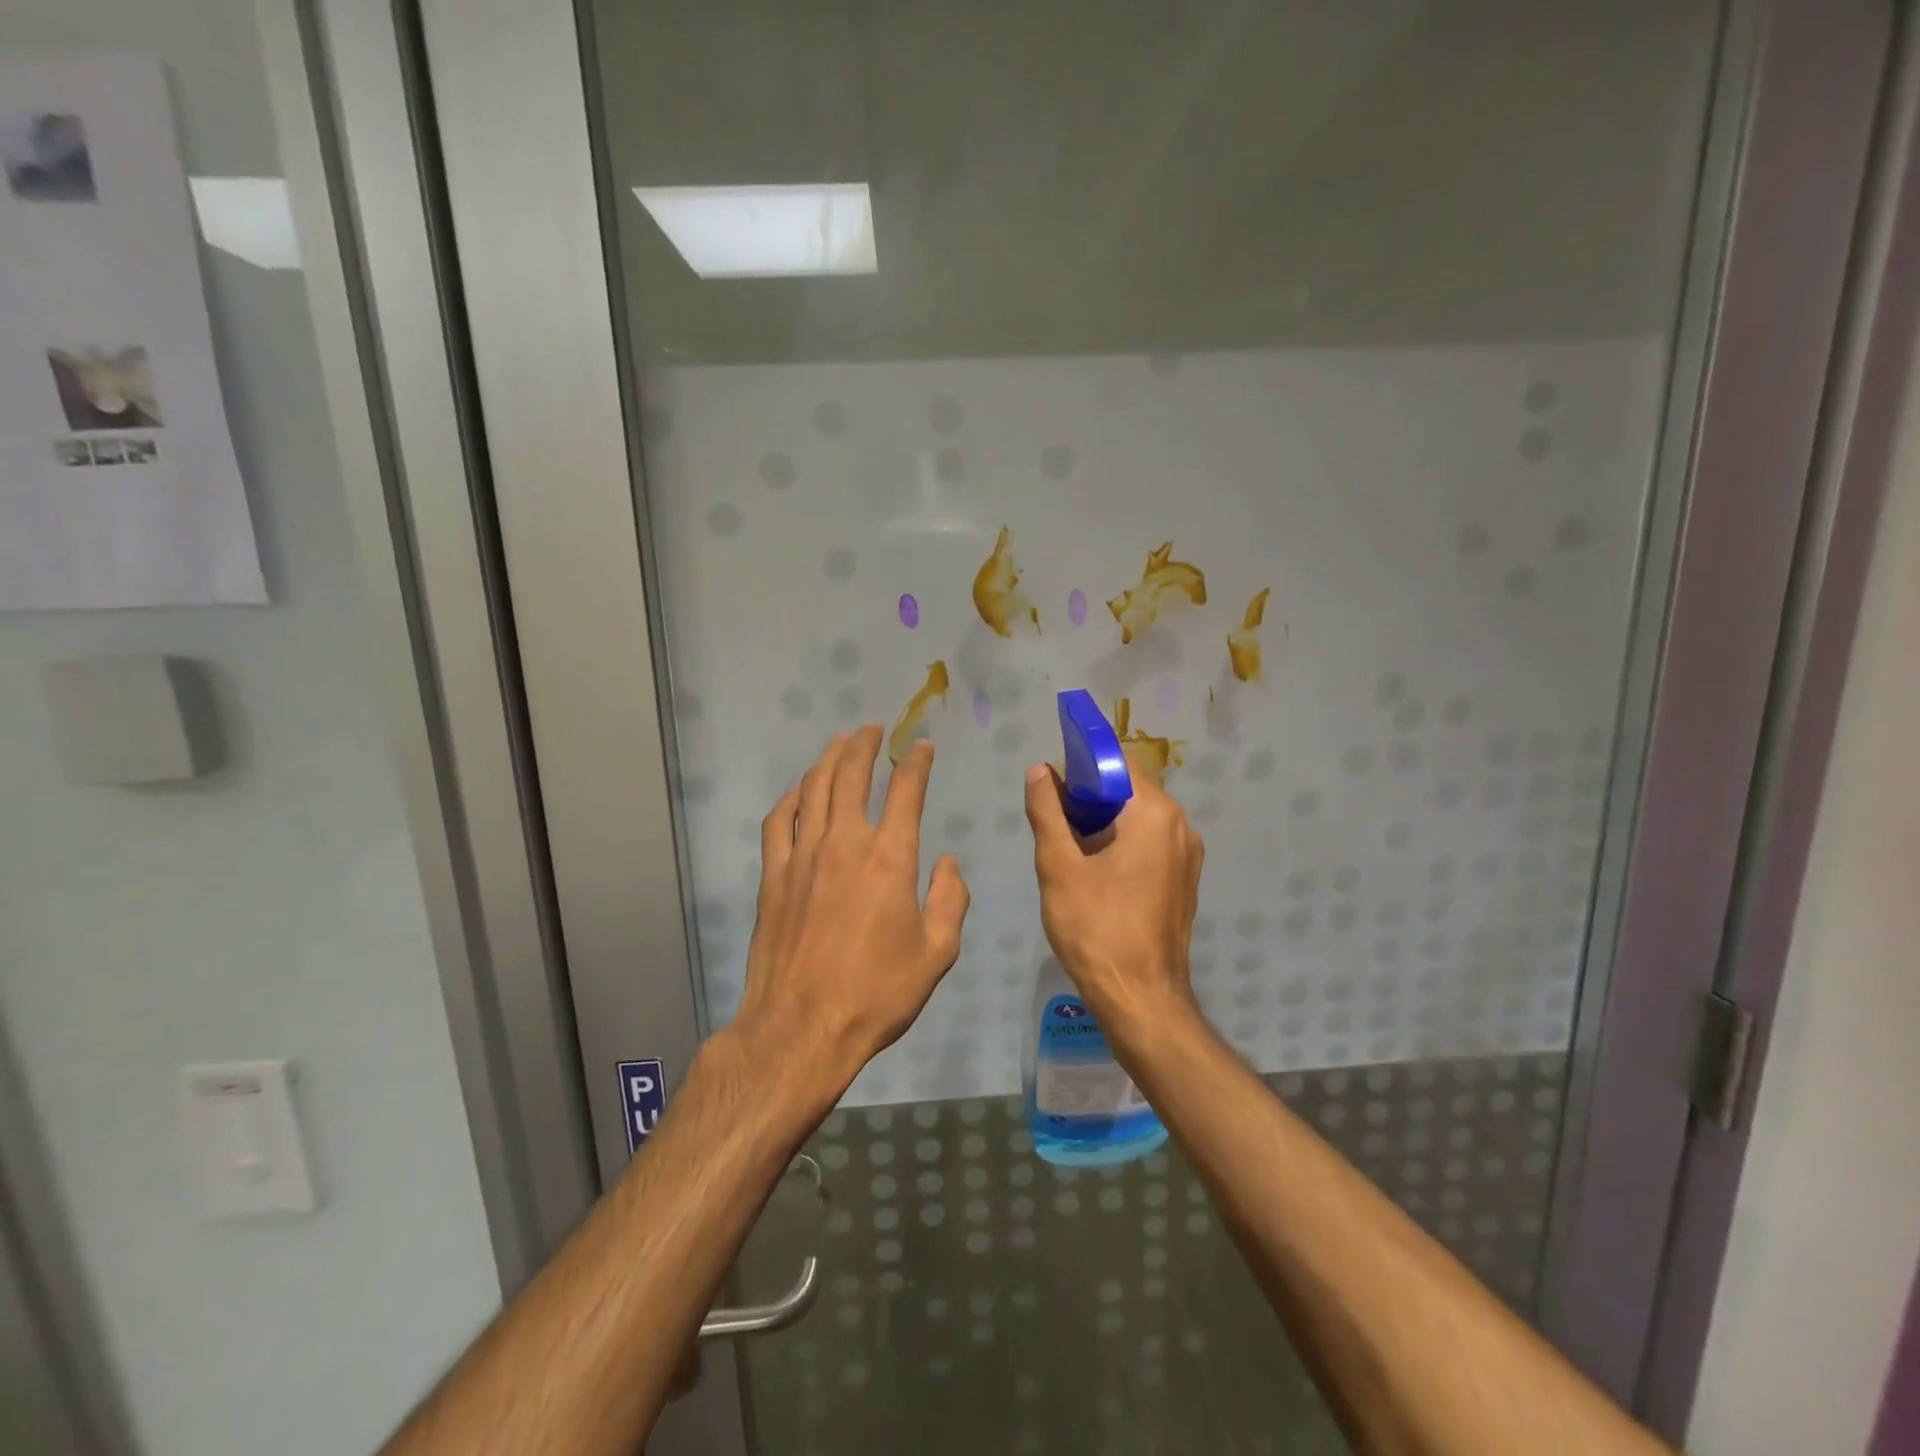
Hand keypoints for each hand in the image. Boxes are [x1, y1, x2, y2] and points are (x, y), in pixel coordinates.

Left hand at [730, 727, 970, 1095]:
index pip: (906, 791)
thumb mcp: (936, 954)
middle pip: (852, 775)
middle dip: (865, 745)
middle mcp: (845, 843)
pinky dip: (791, 797)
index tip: (922, 747)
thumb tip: (947, 862)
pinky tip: (800, 790)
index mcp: (890, 858)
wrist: (802, 1028)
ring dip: (829, 759)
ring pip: (814, 788)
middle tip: (873, 729)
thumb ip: (949, 900)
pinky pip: (778, 821)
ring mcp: (803, 856)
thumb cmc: (877, 994)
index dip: (916, 762)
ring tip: (840, 742)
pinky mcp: (773, 875)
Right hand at [1024, 754, 1203, 1031]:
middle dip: (1088, 795)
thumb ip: (1047, 811)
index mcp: (1155, 813)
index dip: (1081, 763)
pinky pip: (1149, 844)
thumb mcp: (1059, 866)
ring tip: (1065, 843)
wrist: (1141, 999)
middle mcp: (1180, 827)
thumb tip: (1040, 771)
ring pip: (1138, 819)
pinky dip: (1120, 843)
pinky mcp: (1183, 881)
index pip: (1118, 763)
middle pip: (1129, 790)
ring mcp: (1186, 856)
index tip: (1051, 777)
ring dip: (1103, 821)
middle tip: (1051, 815)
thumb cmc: (1096, 928)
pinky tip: (1091, 868)